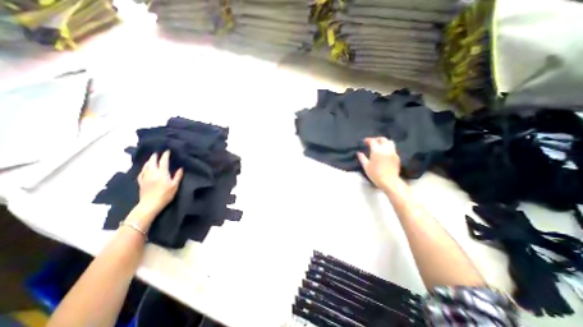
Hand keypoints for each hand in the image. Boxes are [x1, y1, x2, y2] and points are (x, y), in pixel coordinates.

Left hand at [137, 152, 180, 215]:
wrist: (150, 204)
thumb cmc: (165, 194)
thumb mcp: (175, 185)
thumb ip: (178, 176)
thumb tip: (180, 168)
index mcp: (161, 172)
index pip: (163, 161)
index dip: (165, 155)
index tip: (168, 150)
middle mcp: (152, 172)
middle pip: (152, 161)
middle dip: (155, 156)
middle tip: (158, 152)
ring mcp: (145, 177)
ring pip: (146, 165)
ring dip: (149, 160)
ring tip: (152, 158)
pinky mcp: (141, 182)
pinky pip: (141, 172)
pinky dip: (144, 168)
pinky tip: (145, 168)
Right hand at [358, 136, 403, 188]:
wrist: (389, 181)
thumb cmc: (375, 174)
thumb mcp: (366, 166)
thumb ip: (362, 158)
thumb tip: (359, 153)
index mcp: (377, 151)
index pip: (373, 141)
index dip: (368, 140)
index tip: (364, 141)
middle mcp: (386, 149)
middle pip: (382, 139)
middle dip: (376, 139)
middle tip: (371, 142)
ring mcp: (393, 152)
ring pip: (390, 142)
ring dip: (384, 141)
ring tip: (379, 145)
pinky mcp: (397, 156)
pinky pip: (393, 148)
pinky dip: (388, 147)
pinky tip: (384, 152)